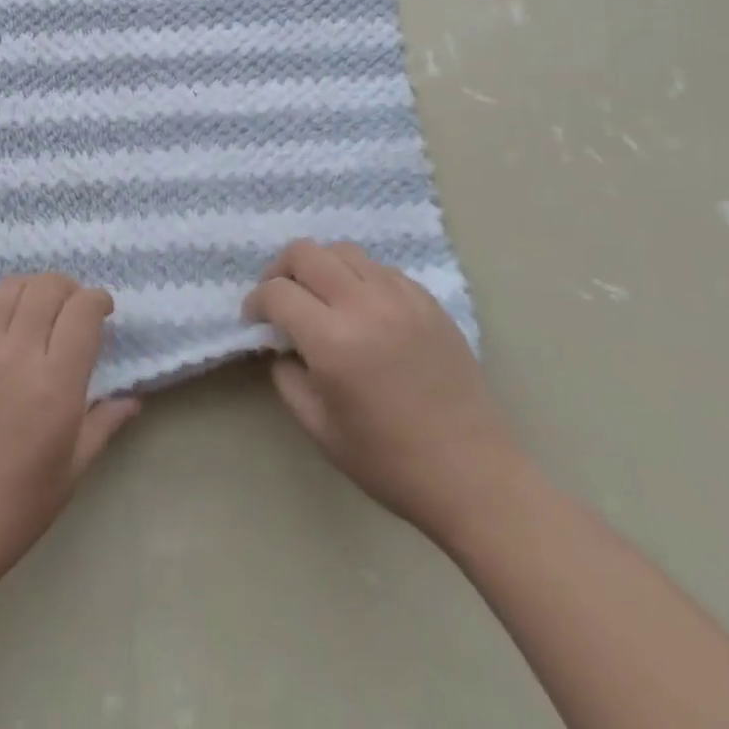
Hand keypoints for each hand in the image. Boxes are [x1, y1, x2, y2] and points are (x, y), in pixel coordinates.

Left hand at [0, 274, 140, 599]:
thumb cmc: (14, 508)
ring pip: (7, 287)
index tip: (102, 312)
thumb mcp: (72, 472)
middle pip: (47, 287)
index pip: (83, 310)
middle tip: (71, 311)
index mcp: (55, 383)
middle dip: (68, 289)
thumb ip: (104, 425)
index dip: (98, 300)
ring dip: (29, 289)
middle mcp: (16, 353)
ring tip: (34, 311)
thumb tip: (134, 400)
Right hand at [243, 240, 522, 541]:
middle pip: (306, 252)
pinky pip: (380, 269)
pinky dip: (359, 278)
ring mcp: (401, 298)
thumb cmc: (389, 462)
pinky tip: (362, 309)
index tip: (254, 319)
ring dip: (320, 267)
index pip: (277, 292)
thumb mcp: (318, 427)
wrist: (474, 476)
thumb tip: (281, 344)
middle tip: (280, 298)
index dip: (256, 301)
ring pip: (344, 251)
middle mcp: (365, 306)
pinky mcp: (429, 302)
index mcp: (333, 341)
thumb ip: (286, 376)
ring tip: (320, 297)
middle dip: (280, 269)